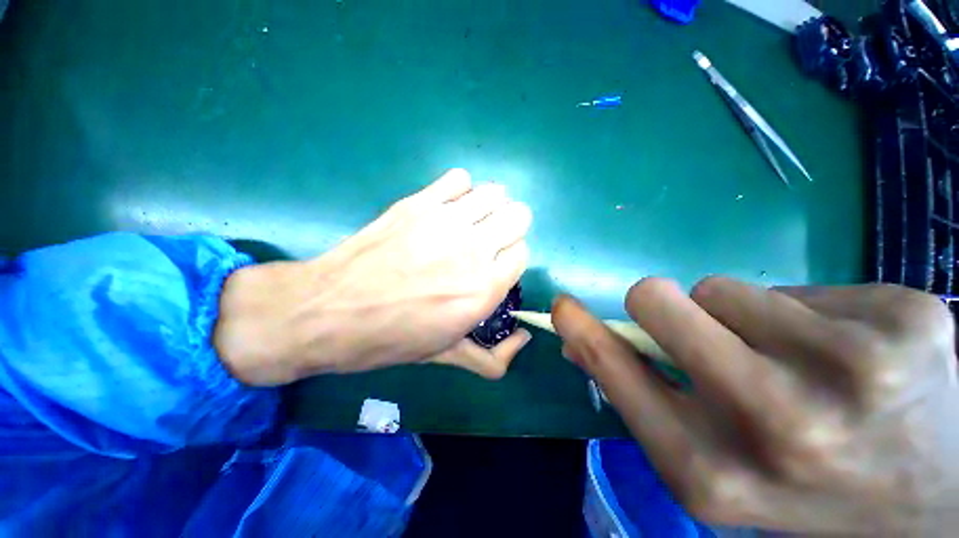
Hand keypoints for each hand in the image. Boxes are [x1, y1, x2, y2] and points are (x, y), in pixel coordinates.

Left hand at [215, 169, 531, 384]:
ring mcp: (447, 220)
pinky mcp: (419, 203)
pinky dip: (460, 189)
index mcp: (485, 289)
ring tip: (471, 221)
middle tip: (487, 241)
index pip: (522, 254)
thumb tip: (524, 339)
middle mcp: (475, 249)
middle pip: (519, 216)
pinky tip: (446, 207)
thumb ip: (493, 358)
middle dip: (509, 228)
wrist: (330, 311)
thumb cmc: (391, 338)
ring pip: (495, 193)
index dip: (509, 259)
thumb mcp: (446, 356)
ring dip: (490, 206)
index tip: (493, 265)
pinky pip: (459, 178)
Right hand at [553, 277, 958, 533]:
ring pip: (726, 287)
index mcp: (713, 470)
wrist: (930, 507)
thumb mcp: (710, 460)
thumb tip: (578, 340)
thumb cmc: (802, 489)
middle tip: (700, 330)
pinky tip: (854, 359)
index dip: (581, 327)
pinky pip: (803, 287)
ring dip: (741, 317)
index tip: (561, 304)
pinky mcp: (909, 321)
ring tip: (794, 361)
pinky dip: (809, 316)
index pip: (614, 367)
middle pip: (658, 298)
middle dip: (661, 305)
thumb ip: (638, 390)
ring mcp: (859, 369)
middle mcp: (781, 424)